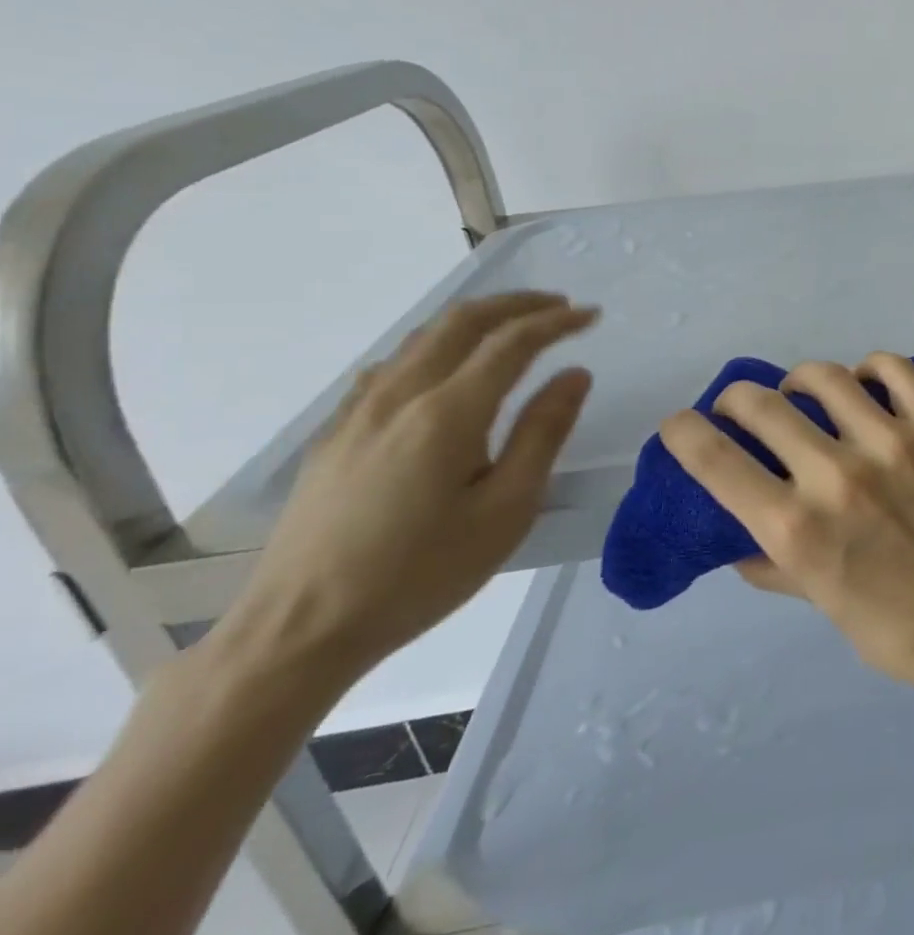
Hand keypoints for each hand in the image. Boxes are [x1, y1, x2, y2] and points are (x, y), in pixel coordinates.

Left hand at [222, 292, 598, 678]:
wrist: (299, 629)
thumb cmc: (420, 574)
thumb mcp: (506, 510)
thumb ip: (543, 434)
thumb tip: (575, 374)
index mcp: (447, 414)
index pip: (512, 343)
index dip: (556, 322)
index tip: (592, 315)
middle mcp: (400, 396)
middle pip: (461, 322)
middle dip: (516, 304)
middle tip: (558, 306)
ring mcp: (358, 412)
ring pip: (421, 338)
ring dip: (474, 320)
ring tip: (511, 325)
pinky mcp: (335, 434)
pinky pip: (391, 365)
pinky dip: (433, 346)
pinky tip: (442, 367)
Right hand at [659, 353, 913, 692]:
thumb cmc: (895, 627)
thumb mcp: (817, 601)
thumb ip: (770, 559)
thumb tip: (735, 528)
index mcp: (795, 528)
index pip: (712, 458)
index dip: (682, 431)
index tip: (681, 424)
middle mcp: (836, 475)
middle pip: (760, 403)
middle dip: (736, 400)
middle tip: (744, 409)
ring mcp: (893, 442)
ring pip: (824, 376)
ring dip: (800, 382)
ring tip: (807, 395)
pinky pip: (891, 369)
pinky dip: (868, 369)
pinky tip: (866, 385)